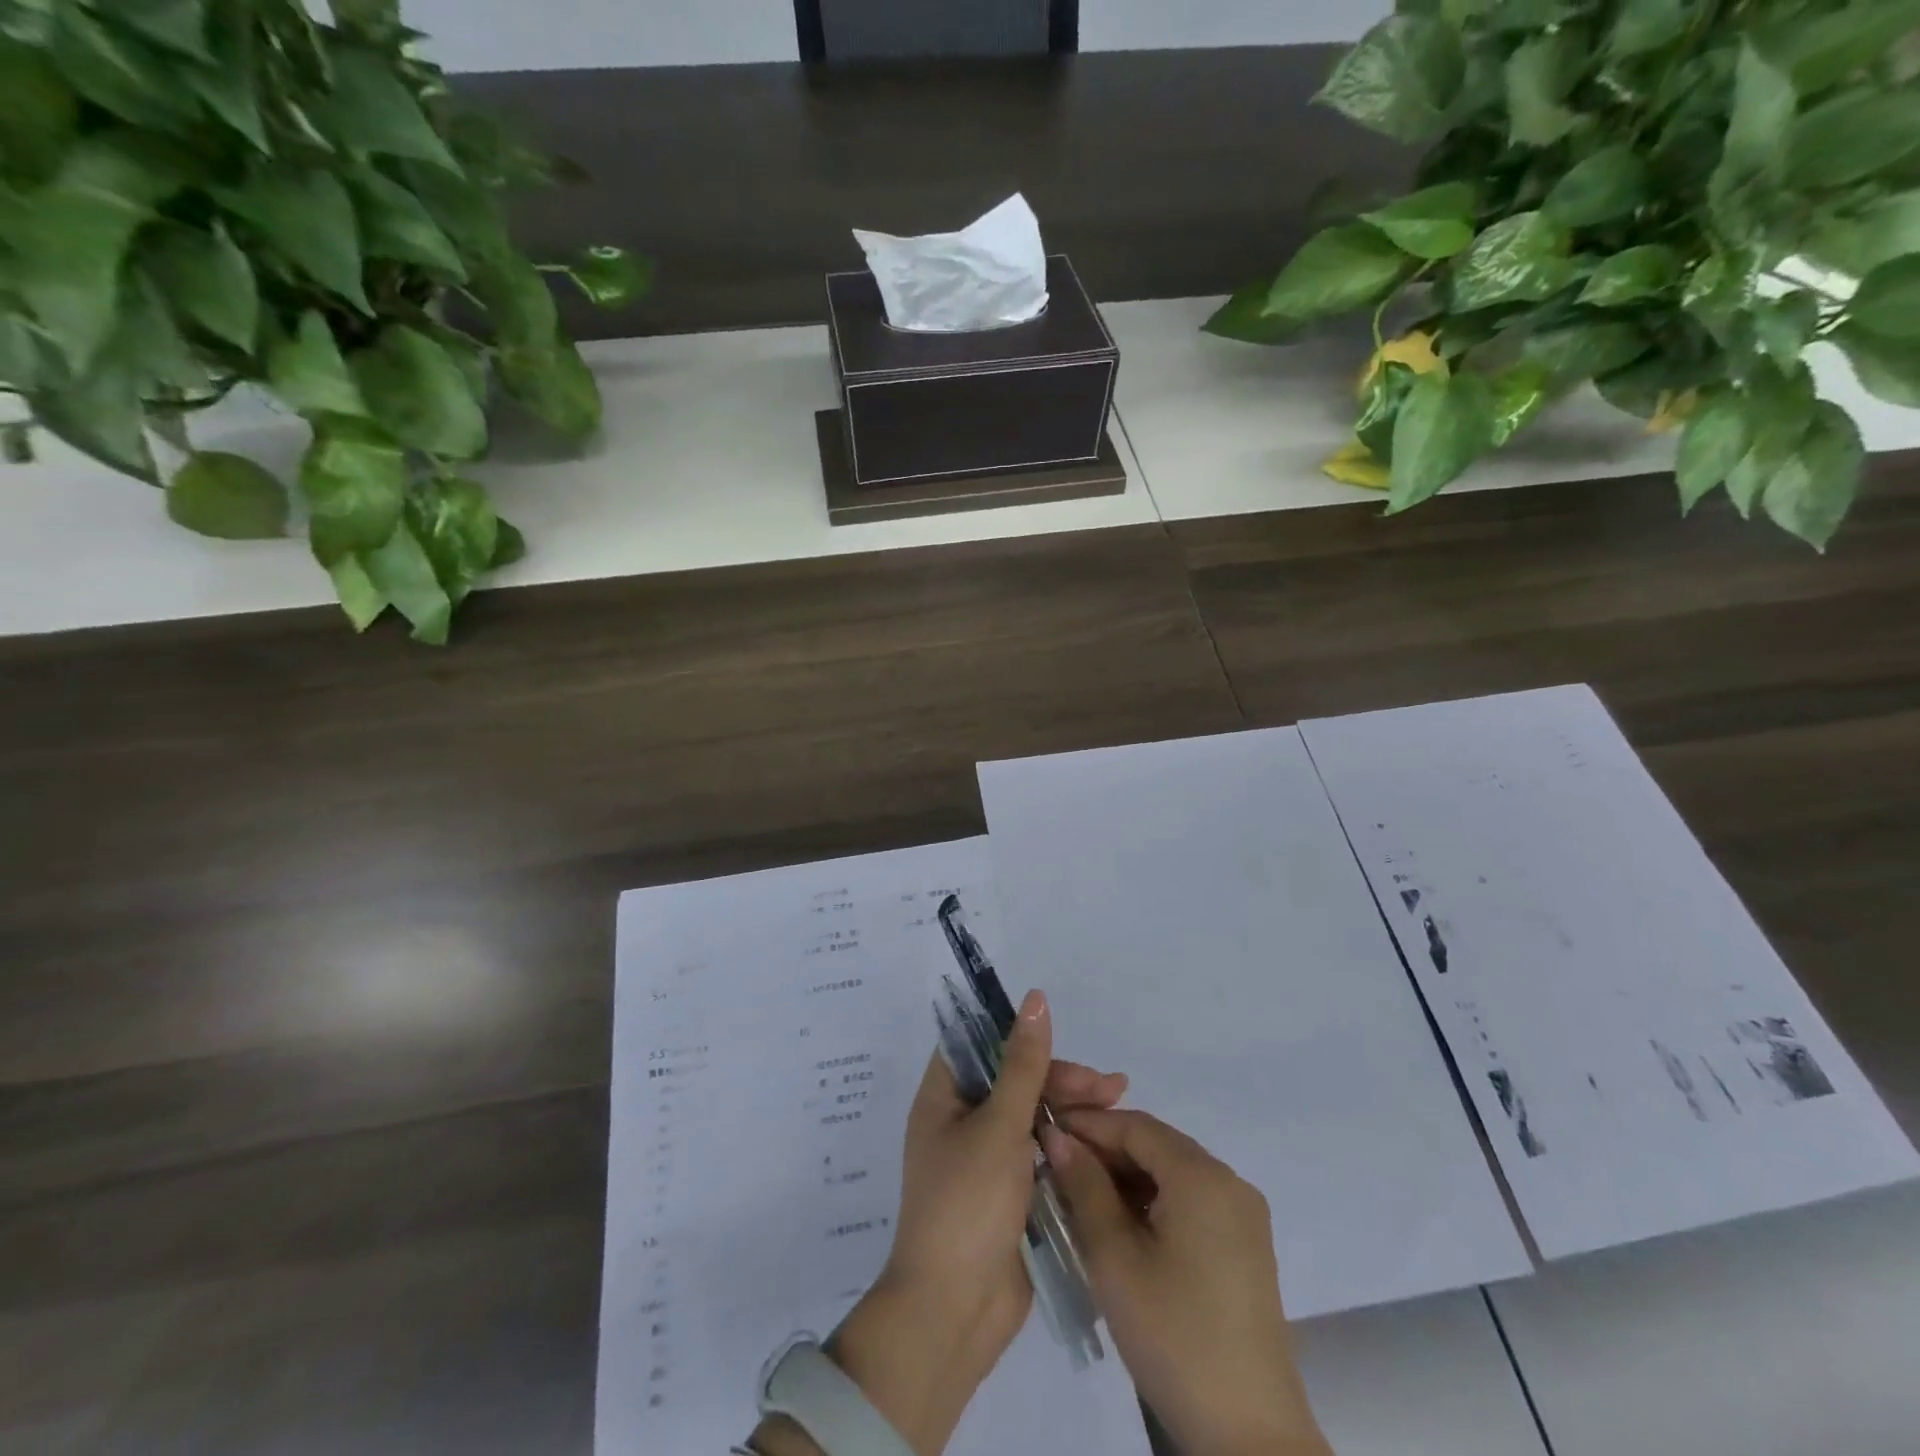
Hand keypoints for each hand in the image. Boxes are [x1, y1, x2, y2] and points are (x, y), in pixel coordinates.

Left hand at [752, 990, 1126, 1455]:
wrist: (955, 1312)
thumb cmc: (967, 1204)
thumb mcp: (998, 1125)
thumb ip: (1023, 1063)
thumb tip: (1035, 998)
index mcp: (943, 1098)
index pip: (977, 1044)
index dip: (1015, 1033)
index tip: (1060, 1032)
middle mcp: (960, 1122)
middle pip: (1013, 1080)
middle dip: (1060, 1078)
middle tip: (1110, 1086)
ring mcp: (985, 1159)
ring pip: (1031, 1116)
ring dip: (1069, 1108)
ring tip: (1118, 1104)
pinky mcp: (1008, 1193)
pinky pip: (1038, 1153)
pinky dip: (1067, 1143)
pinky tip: (1102, 1140)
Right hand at [1042, 1109, 1329, 1455]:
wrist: (1250, 1434)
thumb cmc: (1174, 1336)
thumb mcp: (1115, 1258)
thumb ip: (1084, 1187)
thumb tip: (1058, 1136)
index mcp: (1202, 1176)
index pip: (1135, 1125)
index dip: (1088, 1124)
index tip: (1045, 1132)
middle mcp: (1229, 1181)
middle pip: (1156, 1145)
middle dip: (1105, 1150)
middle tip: (1057, 1167)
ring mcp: (1242, 1214)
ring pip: (1172, 1172)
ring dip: (1127, 1177)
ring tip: (1080, 1197)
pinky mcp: (1245, 1245)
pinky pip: (1191, 1200)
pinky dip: (1153, 1201)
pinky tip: (1121, 1225)